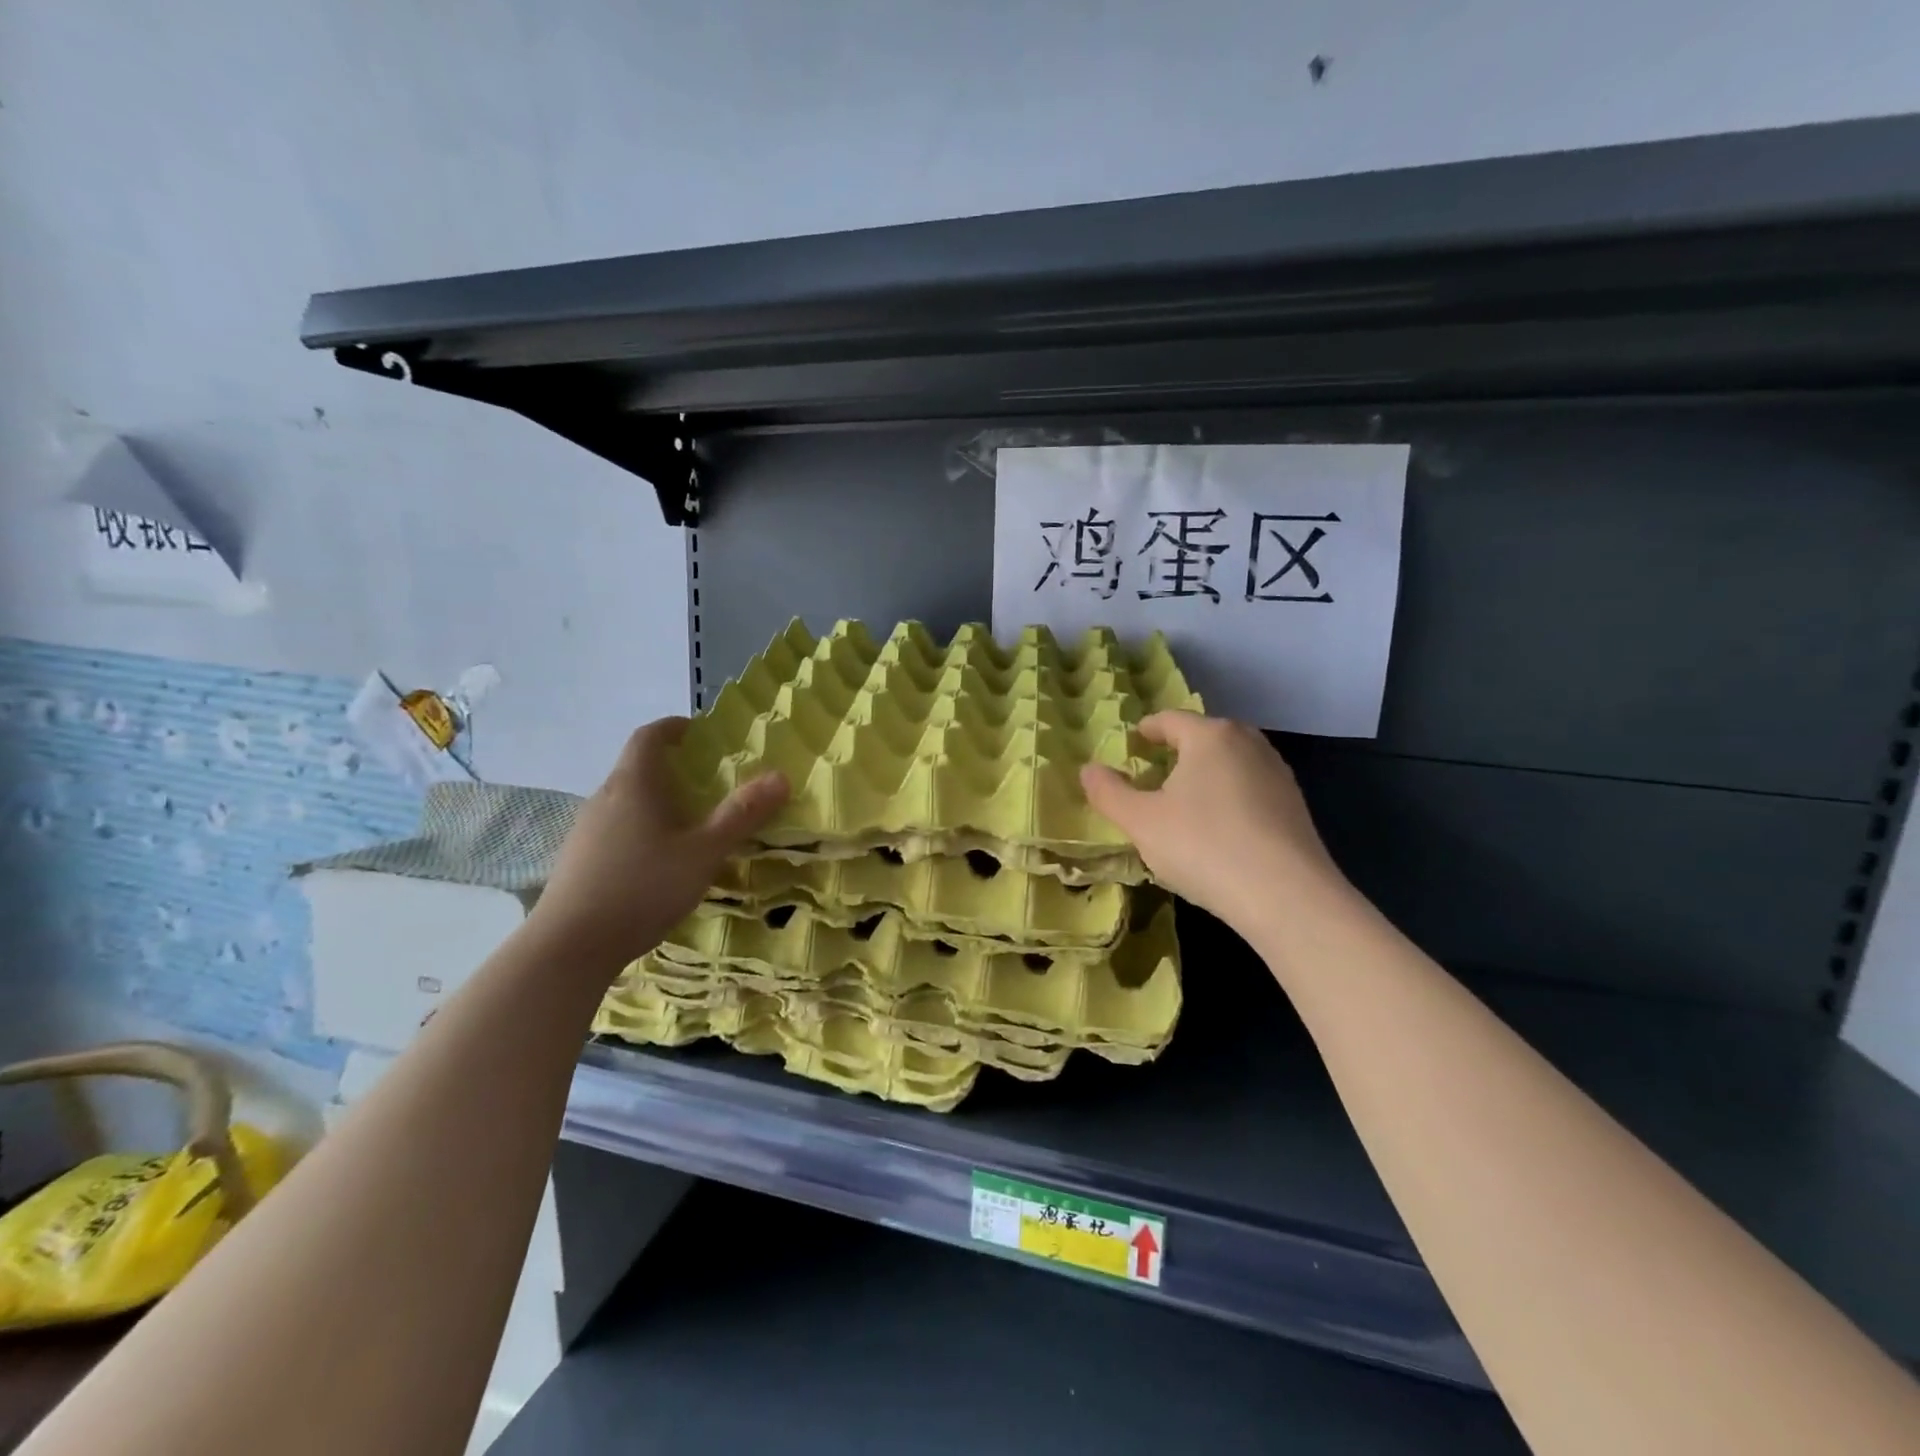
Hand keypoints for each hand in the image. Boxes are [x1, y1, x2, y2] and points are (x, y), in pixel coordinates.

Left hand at [531, 717, 787, 966]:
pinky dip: (639, 829)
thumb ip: (741, 815)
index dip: (673, 727)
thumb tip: (781, 777)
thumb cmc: (643, 888)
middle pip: (636, 768)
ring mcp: (585, 830)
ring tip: (688, 825)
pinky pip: (614, 829)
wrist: (570, 947)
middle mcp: (603, 798)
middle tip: (707, 784)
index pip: (648, 736)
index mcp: (633, 784)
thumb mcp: (703, 852)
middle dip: (671, 769)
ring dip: (655, 802)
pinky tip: (657, 863)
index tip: (698, 731)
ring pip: (625, 801)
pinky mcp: (577, 860)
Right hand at [1081, 711, 1342, 930]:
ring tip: (1183, 803)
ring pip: (1229, 763)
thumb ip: (1109, 792)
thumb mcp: (1141, 823)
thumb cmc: (1204, 847)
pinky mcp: (1295, 806)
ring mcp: (1277, 773)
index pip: (1170, 720)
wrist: (1287, 897)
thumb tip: (1087, 769)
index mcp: (1210, 736)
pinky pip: (1250, 789)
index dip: (1146, 731)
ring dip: (1204, 775)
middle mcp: (1248, 743)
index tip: (1131, 745)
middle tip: (1152, 774)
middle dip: (1176, 751)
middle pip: (1204, 737)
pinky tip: (1218, 830)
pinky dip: (1228, 797)